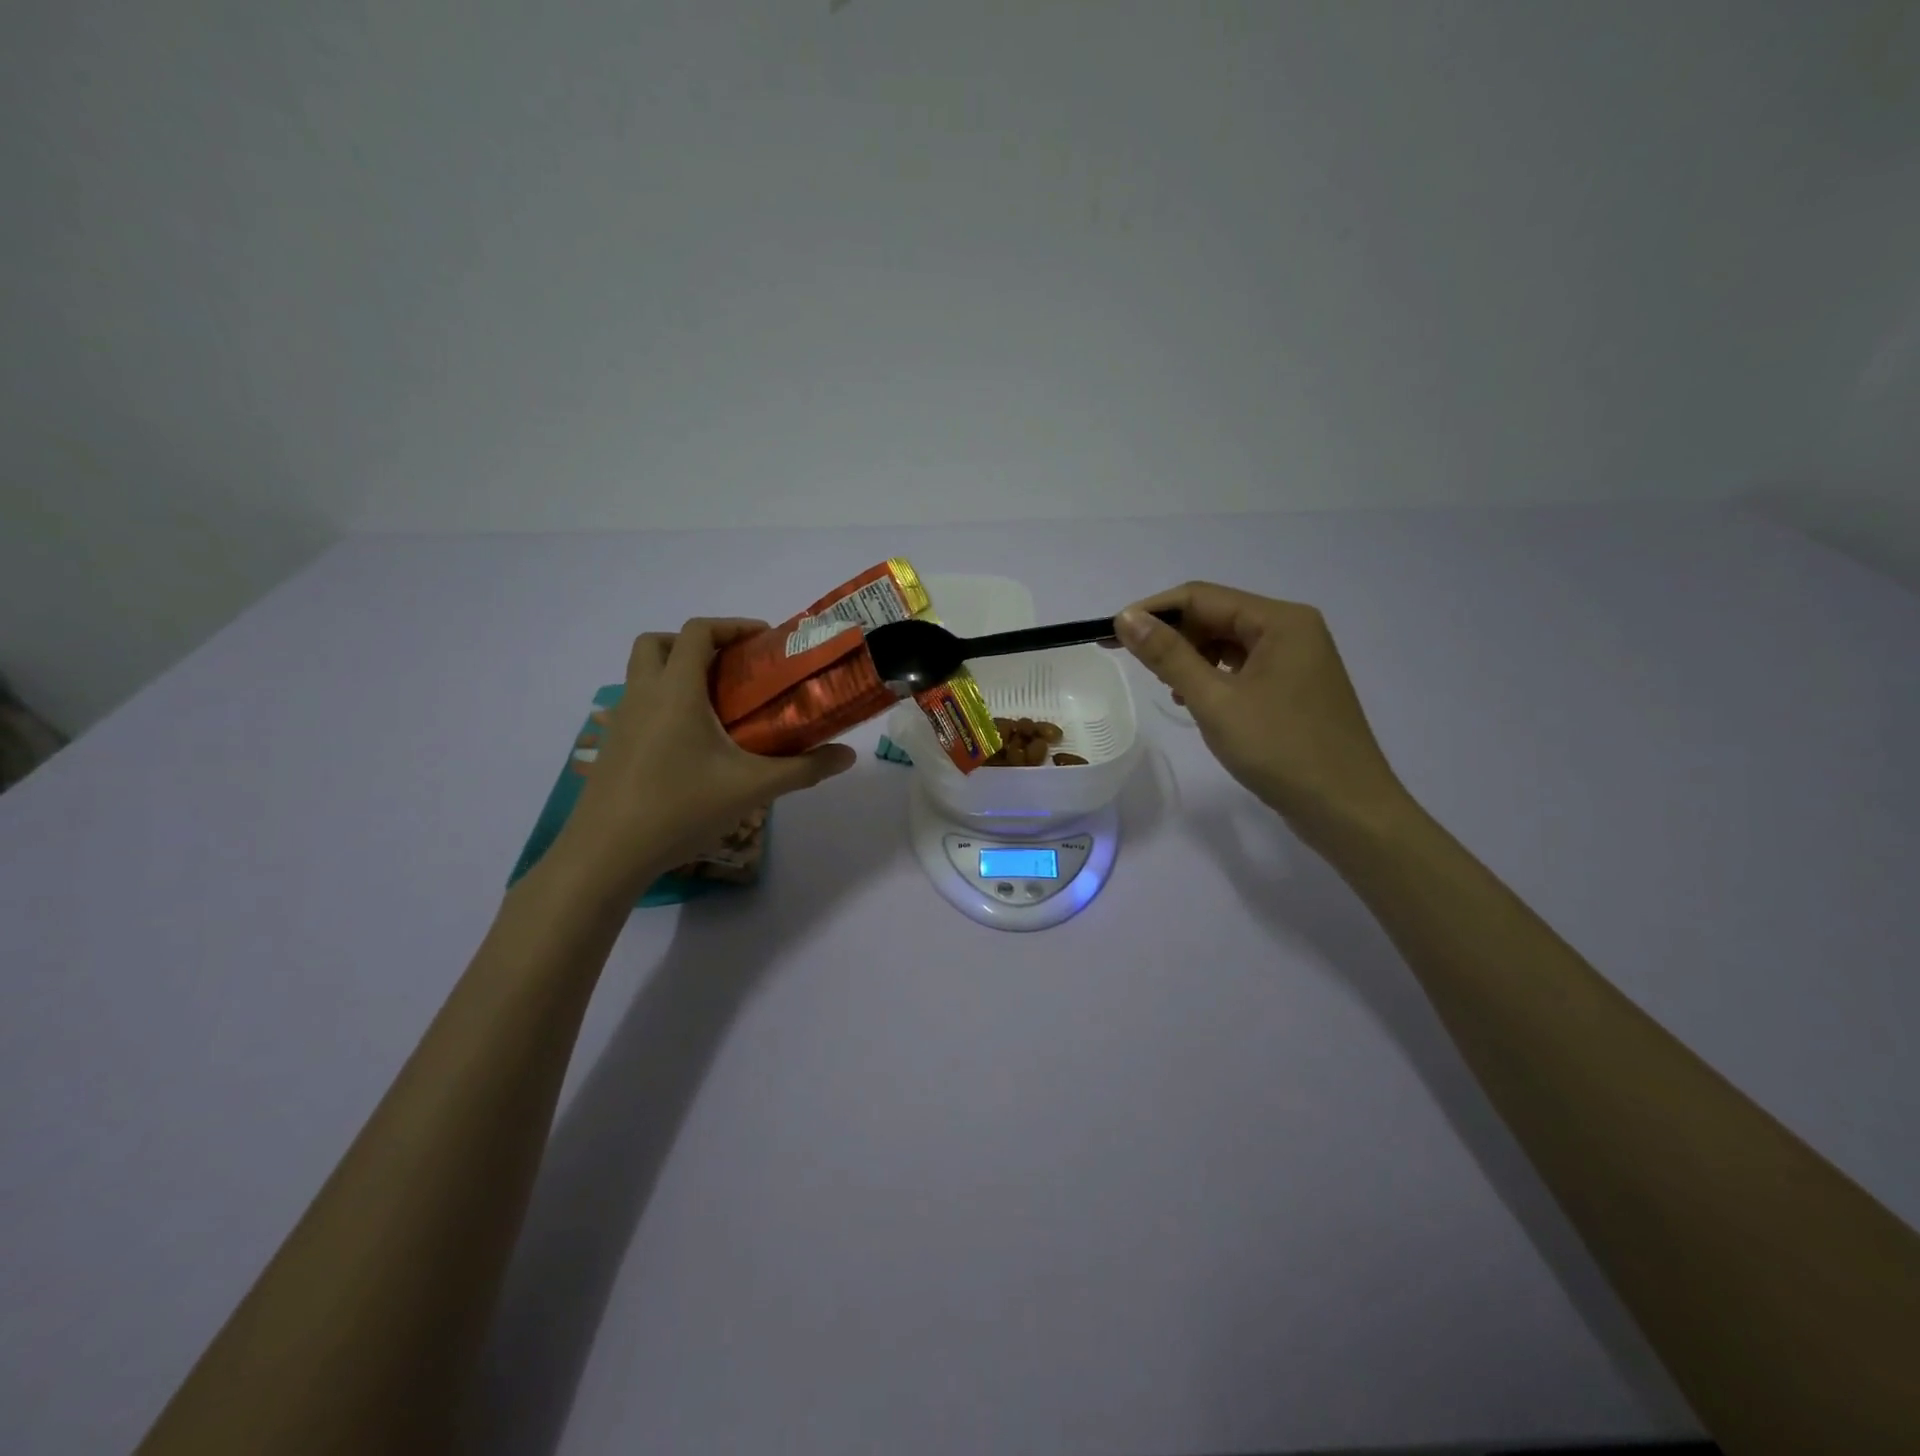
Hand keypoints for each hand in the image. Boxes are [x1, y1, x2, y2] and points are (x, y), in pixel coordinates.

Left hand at [553, 619, 856, 897]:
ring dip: (676, 672)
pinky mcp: (611, 747)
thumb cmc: (680, 808)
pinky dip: (662, 704)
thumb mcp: (752, 788)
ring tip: (715, 706)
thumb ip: (804, 769)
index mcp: (676, 691)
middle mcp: (642, 695)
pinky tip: (689, 744)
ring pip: (642, 673)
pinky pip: (637, 705)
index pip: (698, 632)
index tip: (763, 640)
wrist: (606, 855)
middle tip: (731, 669)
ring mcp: (621, 721)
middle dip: (696, 644)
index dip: (732, 626)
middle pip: (658, 643)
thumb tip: (848, 755)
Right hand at [1117, 583, 1407, 841]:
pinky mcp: (1296, 687)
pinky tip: (1197, 700)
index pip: (1202, 596)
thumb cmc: (1280, 750)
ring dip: (1192, 658)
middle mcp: (1293, 629)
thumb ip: (1169, 656)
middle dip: (1174, 636)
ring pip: (1229, 643)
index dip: (1153, 611)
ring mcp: (1298, 659)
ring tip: (1168, 688)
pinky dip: (1214, 677)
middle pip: (1217, 616)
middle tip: (1135, 664)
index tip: (1111, 634)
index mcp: (1280, 621)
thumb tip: (1127, 617)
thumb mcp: (1215, 701)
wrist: (1346, 809)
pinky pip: (1245, 667)